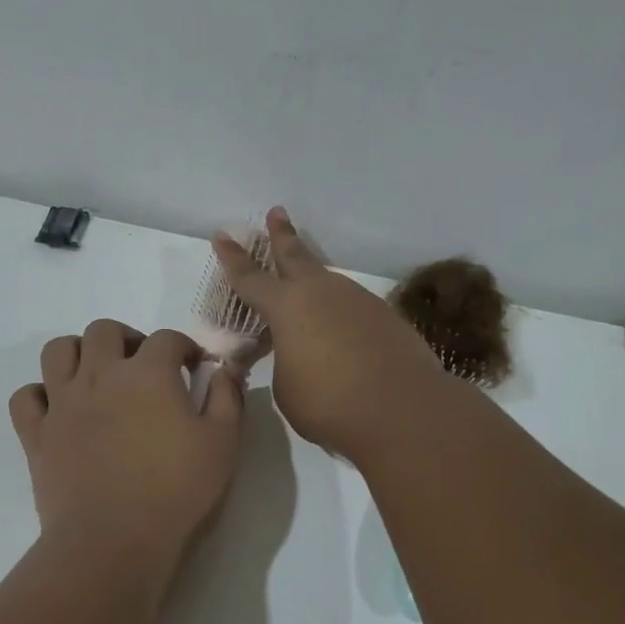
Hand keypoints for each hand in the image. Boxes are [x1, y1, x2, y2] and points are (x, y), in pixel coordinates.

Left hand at [9, 320, 244, 560]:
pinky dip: (40, 394)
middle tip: (142, 365)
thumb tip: (224, 370)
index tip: (193, 367)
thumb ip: (228, 398)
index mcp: (147, 374)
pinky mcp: (36, 434)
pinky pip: (25, 397)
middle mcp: (99, 376)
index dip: (184, 347)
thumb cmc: (175, 491)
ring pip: (58, 351)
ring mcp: (62, 403)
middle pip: (103, 330)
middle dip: (127, 338)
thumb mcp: (222, 444)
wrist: (113, 539)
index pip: (166, 339)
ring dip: (79, 352)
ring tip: (97, 375)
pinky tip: (58, 408)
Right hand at [211, 208, 447, 459]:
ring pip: (329, 283)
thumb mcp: (286, 388)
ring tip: (305, 289)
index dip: (233, 259)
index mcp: (287, 307)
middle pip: (296, 256)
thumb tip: (297, 355)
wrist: (402, 409)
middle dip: (282, 235)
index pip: (250, 278)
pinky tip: (341, 334)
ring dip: (314, 282)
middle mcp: (323, 293)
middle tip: (276, 213)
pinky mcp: (387, 318)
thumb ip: (285, 363)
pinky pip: (353, 309)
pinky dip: (340, 315)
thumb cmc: (328, 402)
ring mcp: (359, 301)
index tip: (222, 235)